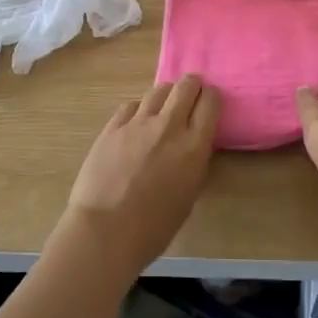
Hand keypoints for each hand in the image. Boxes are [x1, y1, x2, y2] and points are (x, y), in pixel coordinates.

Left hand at [62, 76, 219, 278]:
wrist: (104, 231)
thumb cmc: (153, 228)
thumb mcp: (188, 197)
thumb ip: (194, 163)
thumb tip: (193, 147)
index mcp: (193, 146)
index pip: (210, 102)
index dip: (212, 98)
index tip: (210, 103)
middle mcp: (169, 126)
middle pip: (186, 85)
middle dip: (192, 86)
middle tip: (190, 97)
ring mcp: (138, 122)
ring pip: (158, 90)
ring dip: (166, 95)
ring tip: (163, 108)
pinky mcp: (113, 126)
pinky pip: (132, 105)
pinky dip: (139, 109)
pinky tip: (136, 122)